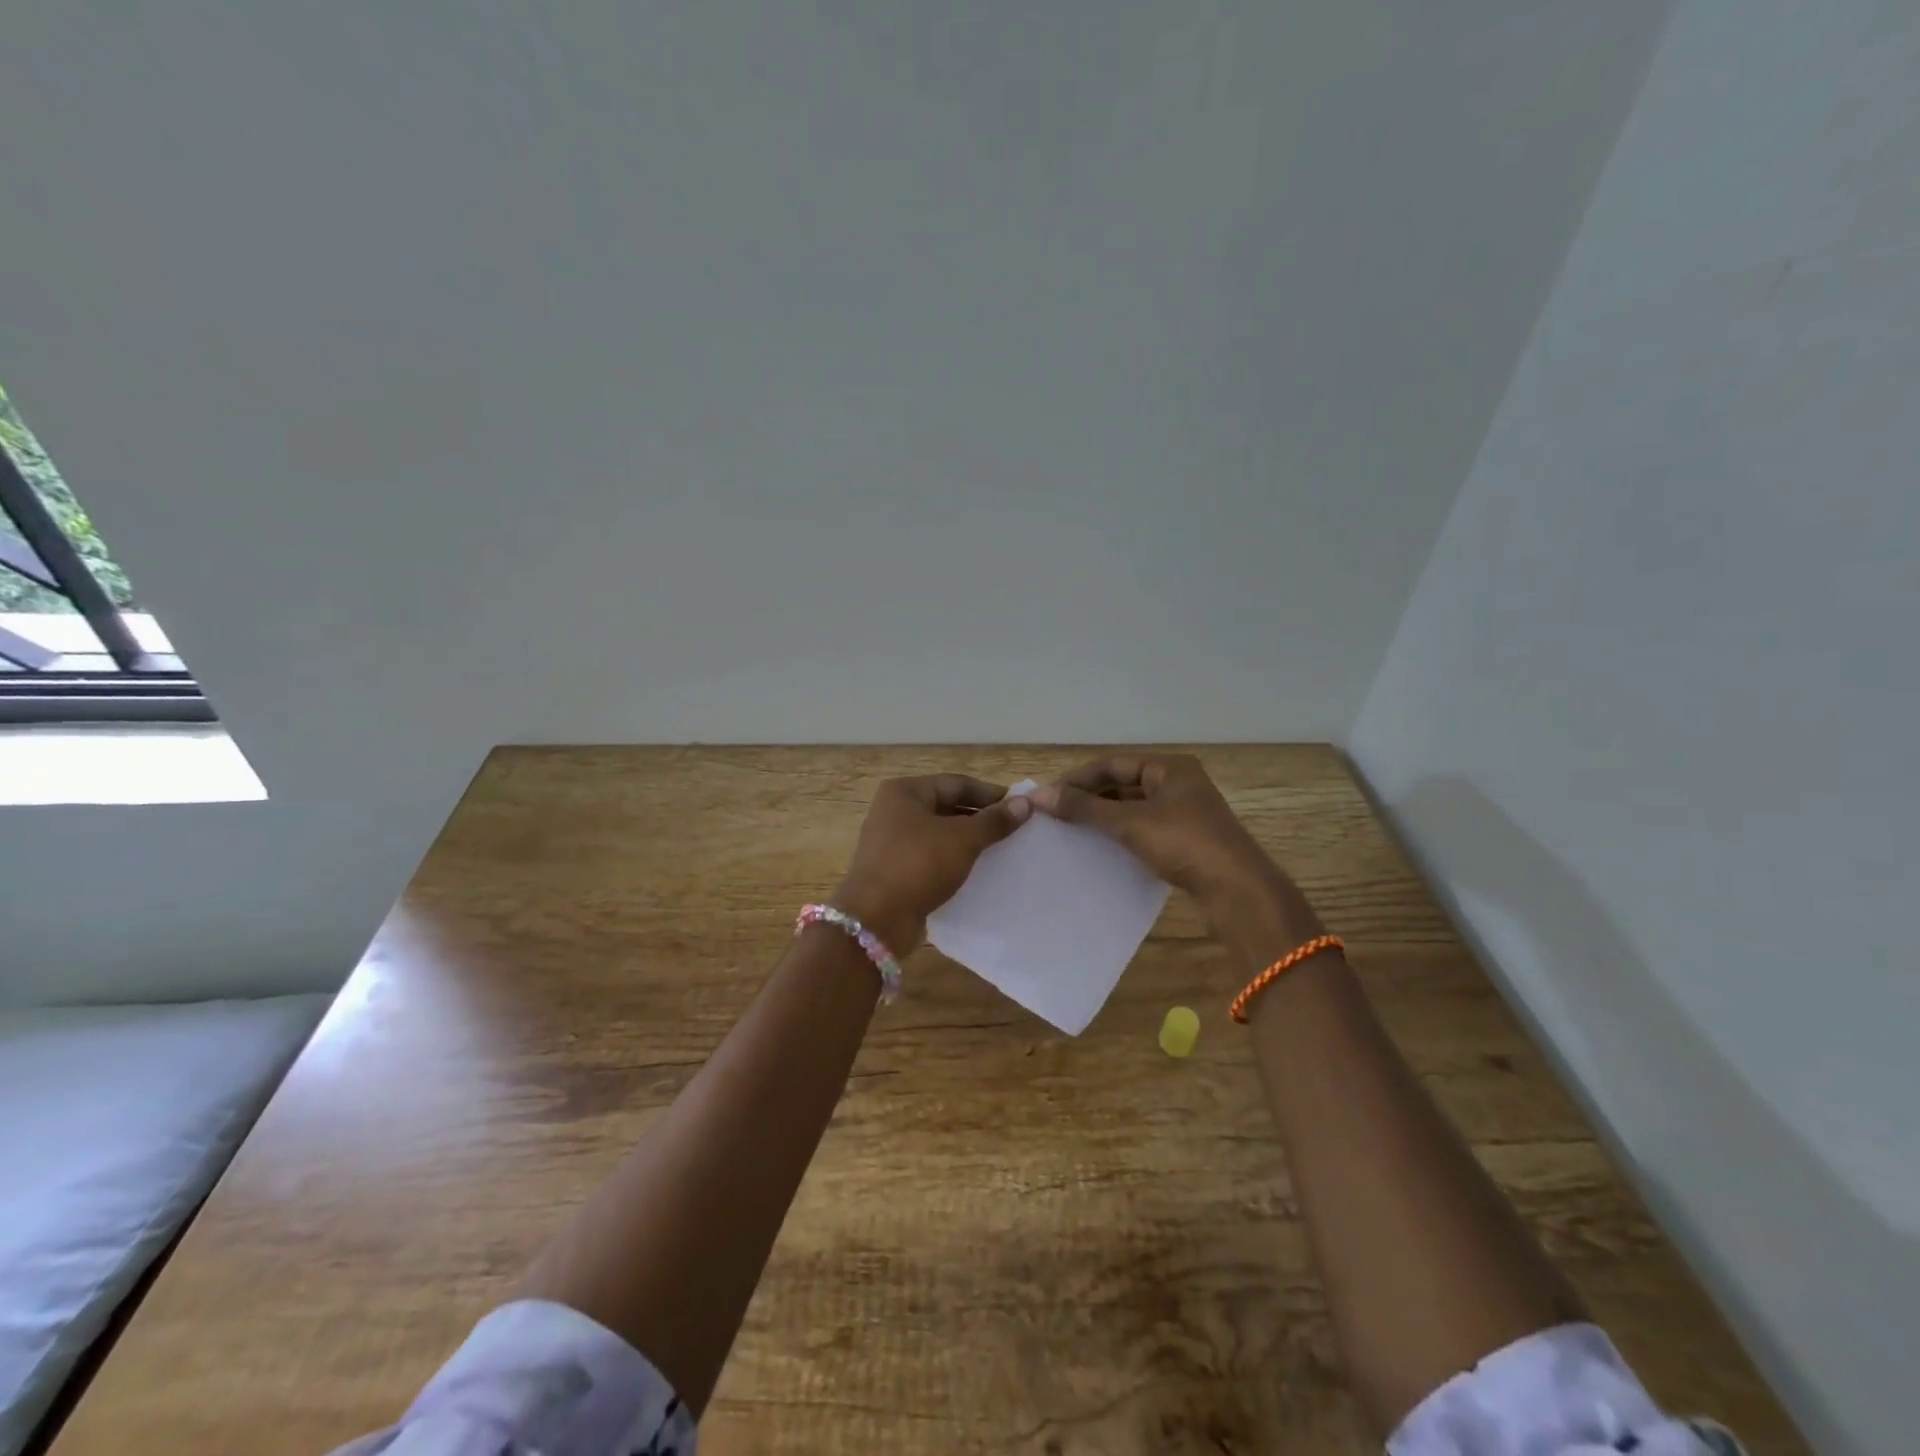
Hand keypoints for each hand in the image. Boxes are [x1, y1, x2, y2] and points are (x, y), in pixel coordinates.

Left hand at [832, 775, 1030, 954]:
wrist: (876, 919)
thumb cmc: (918, 865)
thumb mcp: (962, 839)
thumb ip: (994, 821)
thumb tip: (1026, 803)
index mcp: (905, 791)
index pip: (957, 783)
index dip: (991, 794)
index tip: (1021, 806)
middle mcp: (894, 811)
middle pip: (947, 807)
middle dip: (981, 818)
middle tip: (1016, 830)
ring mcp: (892, 842)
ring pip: (940, 834)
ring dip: (968, 841)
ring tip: (1002, 851)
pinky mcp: (895, 870)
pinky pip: (931, 858)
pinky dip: (954, 861)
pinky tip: (978, 871)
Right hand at [1029, 755, 1278, 911]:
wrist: (1238, 891)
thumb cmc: (1185, 843)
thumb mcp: (1130, 822)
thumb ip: (1085, 808)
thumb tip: (1039, 795)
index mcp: (1170, 768)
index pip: (1113, 764)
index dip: (1078, 778)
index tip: (1048, 795)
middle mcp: (1178, 784)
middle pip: (1123, 784)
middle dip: (1089, 797)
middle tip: (1054, 813)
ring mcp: (1184, 814)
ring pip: (1132, 808)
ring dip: (1103, 817)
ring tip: (1069, 830)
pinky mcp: (1185, 841)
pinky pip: (1143, 829)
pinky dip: (1119, 834)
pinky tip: (1098, 848)